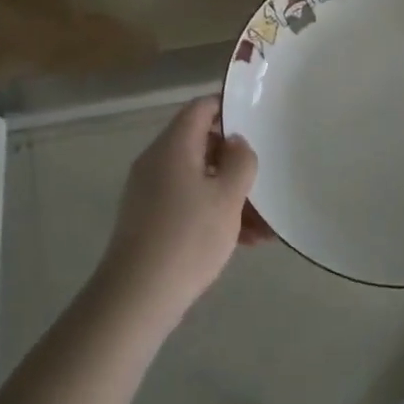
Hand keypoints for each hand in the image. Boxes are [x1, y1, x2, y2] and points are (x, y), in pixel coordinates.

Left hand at [96, 98, 260, 324]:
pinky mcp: (149, 221)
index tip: (257, 119)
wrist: (137, 296)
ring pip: (198, 180)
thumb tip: (236, 142)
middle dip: (236, 162)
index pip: (200, 108)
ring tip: (264, 223)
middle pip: (201, 145)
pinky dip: (214, 213)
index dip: (228, 108)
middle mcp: (157, 162)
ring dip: (231, 194)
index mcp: (173, 146)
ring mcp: (150, 192)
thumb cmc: (188, 237)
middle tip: (265, 178)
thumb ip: (240, 161)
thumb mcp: (227, 196)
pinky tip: (245, 241)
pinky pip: (188, 204)